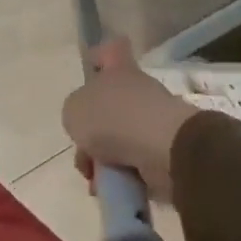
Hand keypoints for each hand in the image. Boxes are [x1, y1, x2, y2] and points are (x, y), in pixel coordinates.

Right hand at [61, 37, 196, 201]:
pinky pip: (137, 161)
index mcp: (117, 70)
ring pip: (120, 137)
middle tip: (83, 156)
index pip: (110, 51)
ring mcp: (154, 119)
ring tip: (97, 181)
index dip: (99, 57)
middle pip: (109, 105)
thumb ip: (75, 113)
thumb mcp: (74, 111)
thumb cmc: (113, 118)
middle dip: (92, 134)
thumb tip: (86, 124)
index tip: (90, 75)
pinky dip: (124, 175)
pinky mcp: (166, 149)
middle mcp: (137, 89)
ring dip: (105, 159)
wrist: (162, 148)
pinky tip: (113, 189)